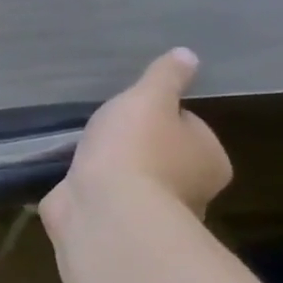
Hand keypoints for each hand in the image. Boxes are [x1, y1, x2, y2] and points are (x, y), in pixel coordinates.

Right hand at [40, 48, 232, 231]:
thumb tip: (188, 55)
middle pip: (163, 156)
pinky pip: (105, 201)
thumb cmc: (135, 149)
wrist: (105, 209)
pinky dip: (91, 192)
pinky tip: (73, 179)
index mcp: (209, 160)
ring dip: (112, 171)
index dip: (162, 116)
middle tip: (105, 130)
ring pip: (133, 182)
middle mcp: (191, 191)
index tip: (134, 111)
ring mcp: (152, 213)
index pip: (189, 128)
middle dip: (136, 146)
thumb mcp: (149, 99)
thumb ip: (164, 77)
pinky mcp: (117, 227)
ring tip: (83, 153)